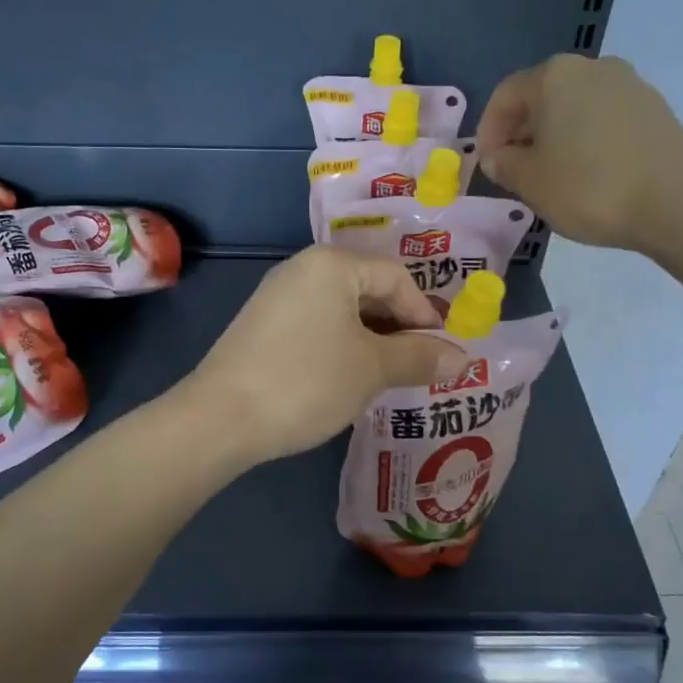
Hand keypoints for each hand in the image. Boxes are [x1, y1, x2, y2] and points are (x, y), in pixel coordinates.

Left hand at [183, 247, 464, 463]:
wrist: (220, 418)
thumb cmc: (307, 381)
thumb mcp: (372, 368)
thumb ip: (419, 357)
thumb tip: (461, 358)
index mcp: (331, 265)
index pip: (396, 277)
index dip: (424, 314)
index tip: (439, 354)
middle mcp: (301, 269)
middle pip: (368, 290)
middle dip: (398, 328)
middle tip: (417, 366)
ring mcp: (276, 298)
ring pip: (341, 311)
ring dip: (371, 341)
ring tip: (387, 377)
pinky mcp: (261, 327)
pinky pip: (316, 326)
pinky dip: (341, 347)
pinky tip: (347, 379)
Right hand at [476, 53, 682, 253]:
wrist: (678, 203)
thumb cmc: (590, 187)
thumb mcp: (530, 182)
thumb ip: (504, 165)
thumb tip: (499, 157)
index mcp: (554, 77)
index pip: (505, 95)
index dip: (487, 131)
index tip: (486, 165)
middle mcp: (592, 68)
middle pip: (542, 97)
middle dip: (521, 132)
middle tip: (514, 171)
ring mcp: (629, 85)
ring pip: (574, 108)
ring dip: (554, 136)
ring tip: (550, 176)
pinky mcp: (654, 109)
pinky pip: (604, 119)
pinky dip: (585, 140)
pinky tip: (587, 174)